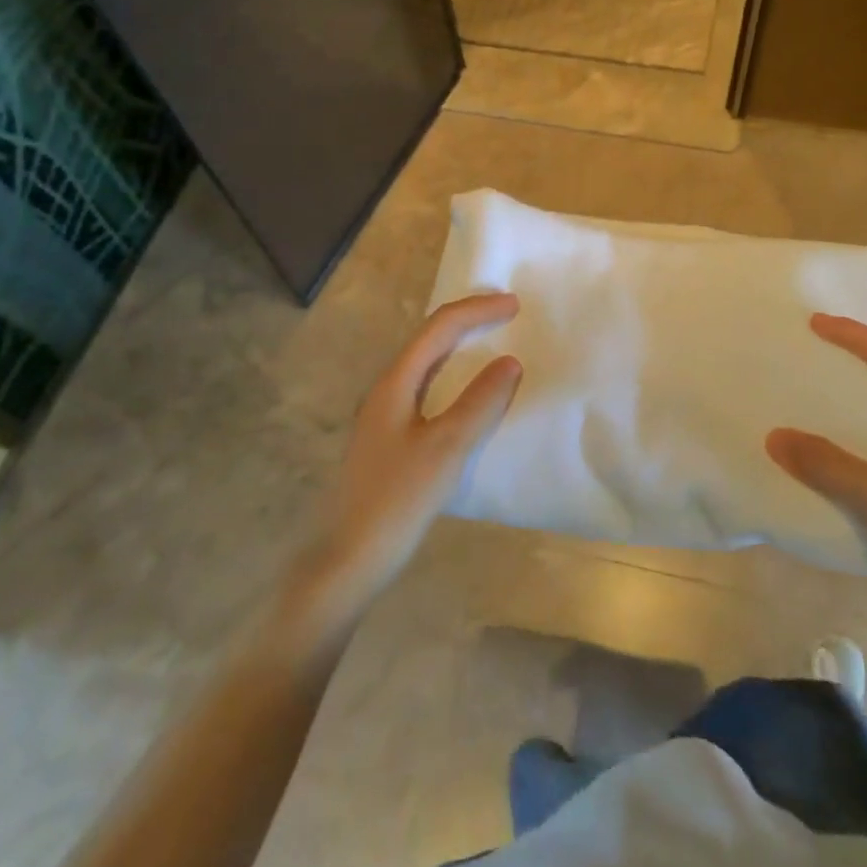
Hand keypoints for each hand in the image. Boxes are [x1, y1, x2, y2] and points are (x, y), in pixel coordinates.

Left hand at [304, 292, 522, 598]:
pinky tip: (469, 396)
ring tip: (493, 343)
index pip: (439, 328)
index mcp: (395, 383)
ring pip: (427, 364)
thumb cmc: (398, 500)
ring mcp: (385, 415)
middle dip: (468, 320)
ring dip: (460, 347)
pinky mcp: (391, 439)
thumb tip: (510, 362)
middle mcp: (386, 390)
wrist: (350, 560)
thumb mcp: (447, 449)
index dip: (477, 310)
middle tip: (507, 316)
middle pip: (429, 339)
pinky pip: (428, 390)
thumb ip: (479, 402)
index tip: (516, 306)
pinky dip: (455, 377)